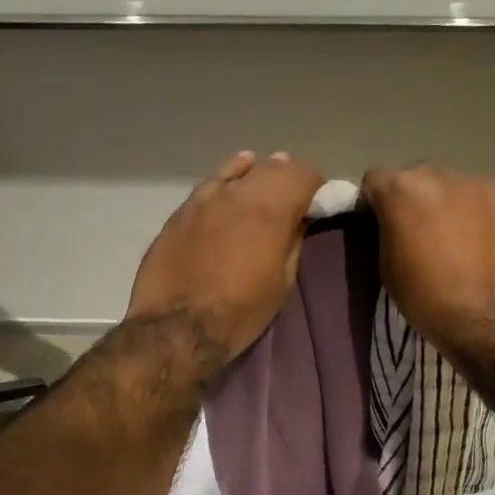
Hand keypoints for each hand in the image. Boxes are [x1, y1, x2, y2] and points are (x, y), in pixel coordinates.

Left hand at [128, 150, 324, 370]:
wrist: (178, 327)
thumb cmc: (241, 311)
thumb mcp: (283, 282)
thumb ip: (293, 242)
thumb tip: (298, 220)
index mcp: (272, 209)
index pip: (303, 173)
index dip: (315, 185)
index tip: (316, 202)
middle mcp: (240, 192)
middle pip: (273, 167)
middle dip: (288, 178)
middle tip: (292, 198)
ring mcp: (206, 197)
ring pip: (240, 169)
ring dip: (257, 175)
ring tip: (263, 186)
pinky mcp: (182, 209)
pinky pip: (212, 183)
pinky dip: (229, 179)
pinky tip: (232, 183)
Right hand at [360, 162, 494, 355]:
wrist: (491, 320)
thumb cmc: (428, 300)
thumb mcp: (388, 268)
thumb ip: (388, 231)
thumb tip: (394, 223)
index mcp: (402, 191)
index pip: (375, 180)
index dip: (374, 202)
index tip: (379, 224)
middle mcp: (438, 176)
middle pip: (416, 178)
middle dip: (413, 200)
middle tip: (419, 233)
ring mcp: (477, 185)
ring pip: (451, 187)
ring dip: (446, 205)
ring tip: (455, 239)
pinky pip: (480, 200)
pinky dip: (475, 214)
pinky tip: (481, 243)